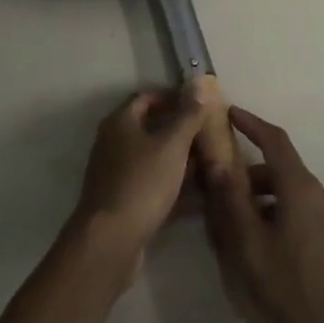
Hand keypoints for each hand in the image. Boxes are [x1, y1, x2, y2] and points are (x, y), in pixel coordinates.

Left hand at [67, 90, 204, 279]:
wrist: (111, 240)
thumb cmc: (142, 183)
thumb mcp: (171, 145)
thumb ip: (187, 115)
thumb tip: (199, 82)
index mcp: (120, 122)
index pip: (147, 98)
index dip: (172, 97)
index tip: (200, 104)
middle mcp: (114, 143)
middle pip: (151, 129)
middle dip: (181, 132)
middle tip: (210, 136)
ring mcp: (117, 174)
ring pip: (154, 160)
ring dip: (181, 162)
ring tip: (212, 166)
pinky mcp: (124, 202)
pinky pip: (154, 187)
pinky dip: (175, 188)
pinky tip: (201, 198)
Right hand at [203, 107, 323, 322]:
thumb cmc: (294, 288)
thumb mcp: (251, 246)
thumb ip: (232, 201)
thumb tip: (217, 163)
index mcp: (301, 188)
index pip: (275, 140)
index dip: (251, 123)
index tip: (230, 113)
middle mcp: (323, 193)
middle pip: (282, 169)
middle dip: (252, 173)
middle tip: (224, 189)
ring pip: (294, 193)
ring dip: (267, 198)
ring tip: (242, 224)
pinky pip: (307, 211)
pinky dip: (283, 213)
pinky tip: (270, 245)